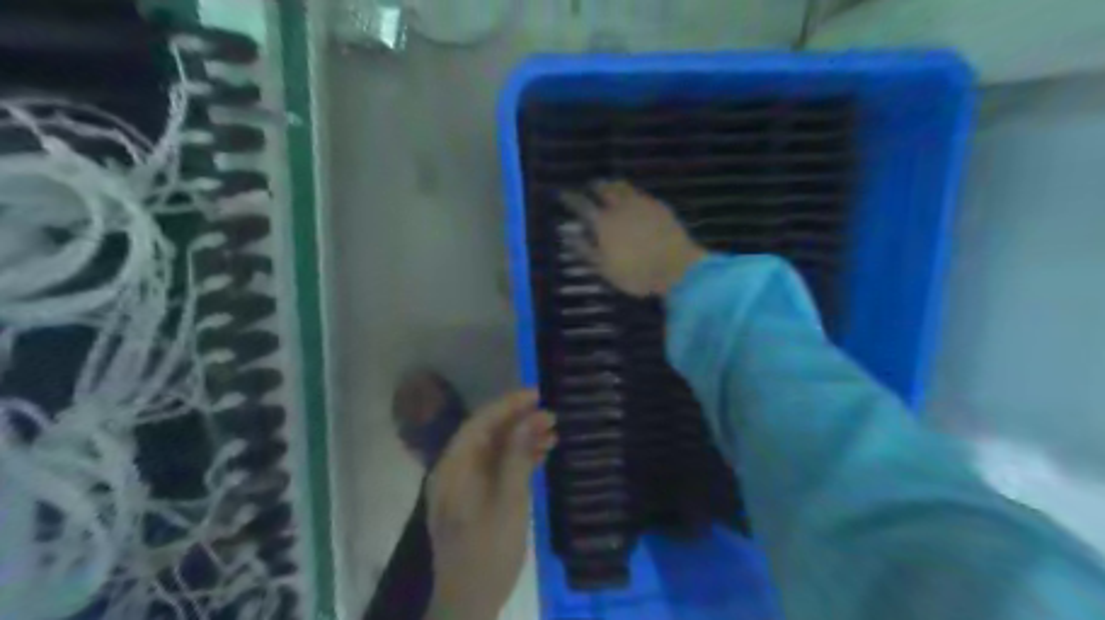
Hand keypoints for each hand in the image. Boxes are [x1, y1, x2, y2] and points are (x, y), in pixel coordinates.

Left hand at [425, 391, 555, 618]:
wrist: (469, 603)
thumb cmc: (488, 552)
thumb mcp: (508, 503)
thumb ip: (516, 457)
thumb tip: (529, 418)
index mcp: (453, 468)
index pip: (479, 423)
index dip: (508, 405)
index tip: (537, 394)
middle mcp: (454, 470)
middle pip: (486, 434)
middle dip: (518, 421)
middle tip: (552, 415)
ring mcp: (463, 485)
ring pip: (493, 450)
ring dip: (520, 439)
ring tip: (553, 432)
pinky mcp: (474, 498)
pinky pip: (495, 468)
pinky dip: (517, 459)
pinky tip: (541, 454)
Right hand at [563, 179, 706, 298]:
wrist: (677, 268)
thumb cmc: (636, 273)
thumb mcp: (605, 269)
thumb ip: (585, 250)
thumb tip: (570, 235)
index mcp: (603, 223)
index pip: (582, 205)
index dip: (571, 199)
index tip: (563, 194)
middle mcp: (620, 207)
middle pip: (604, 189)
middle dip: (594, 186)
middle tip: (590, 186)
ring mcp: (642, 204)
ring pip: (624, 188)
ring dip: (613, 185)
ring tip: (610, 185)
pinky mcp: (660, 206)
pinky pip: (641, 194)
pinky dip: (633, 193)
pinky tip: (634, 198)